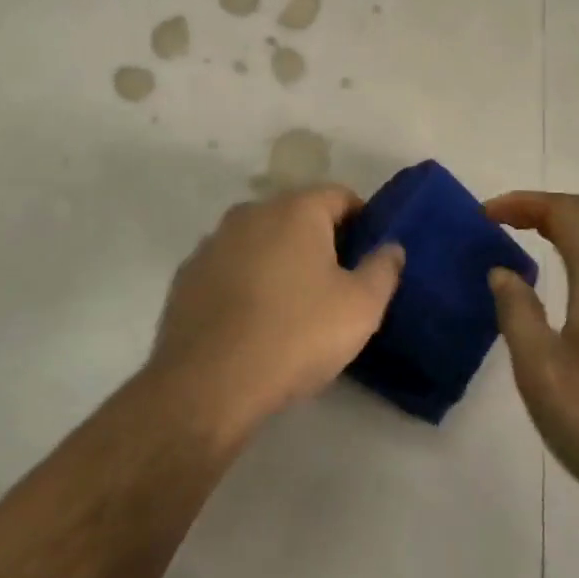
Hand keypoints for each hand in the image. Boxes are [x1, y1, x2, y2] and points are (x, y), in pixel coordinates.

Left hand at [149, 186, 404, 435]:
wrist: (208, 382)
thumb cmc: (296, 336)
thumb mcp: (360, 308)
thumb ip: (383, 269)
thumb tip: (391, 247)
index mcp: (294, 210)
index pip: (338, 195)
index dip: (362, 219)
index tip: (370, 253)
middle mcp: (249, 213)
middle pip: (296, 215)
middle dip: (319, 240)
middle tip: (337, 281)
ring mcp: (212, 242)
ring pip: (259, 240)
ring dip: (279, 259)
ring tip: (293, 303)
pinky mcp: (187, 275)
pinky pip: (229, 267)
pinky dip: (246, 280)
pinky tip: (253, 319)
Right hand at [485, 192, 578, 526]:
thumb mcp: (540, 372)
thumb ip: (516, 312)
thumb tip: (502, 272)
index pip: (566, 214)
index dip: (524, 203)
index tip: (485, 215)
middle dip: (548, 206)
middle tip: (507, 221)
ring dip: (573, 221)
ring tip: (533, 237)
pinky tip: (571, 274)